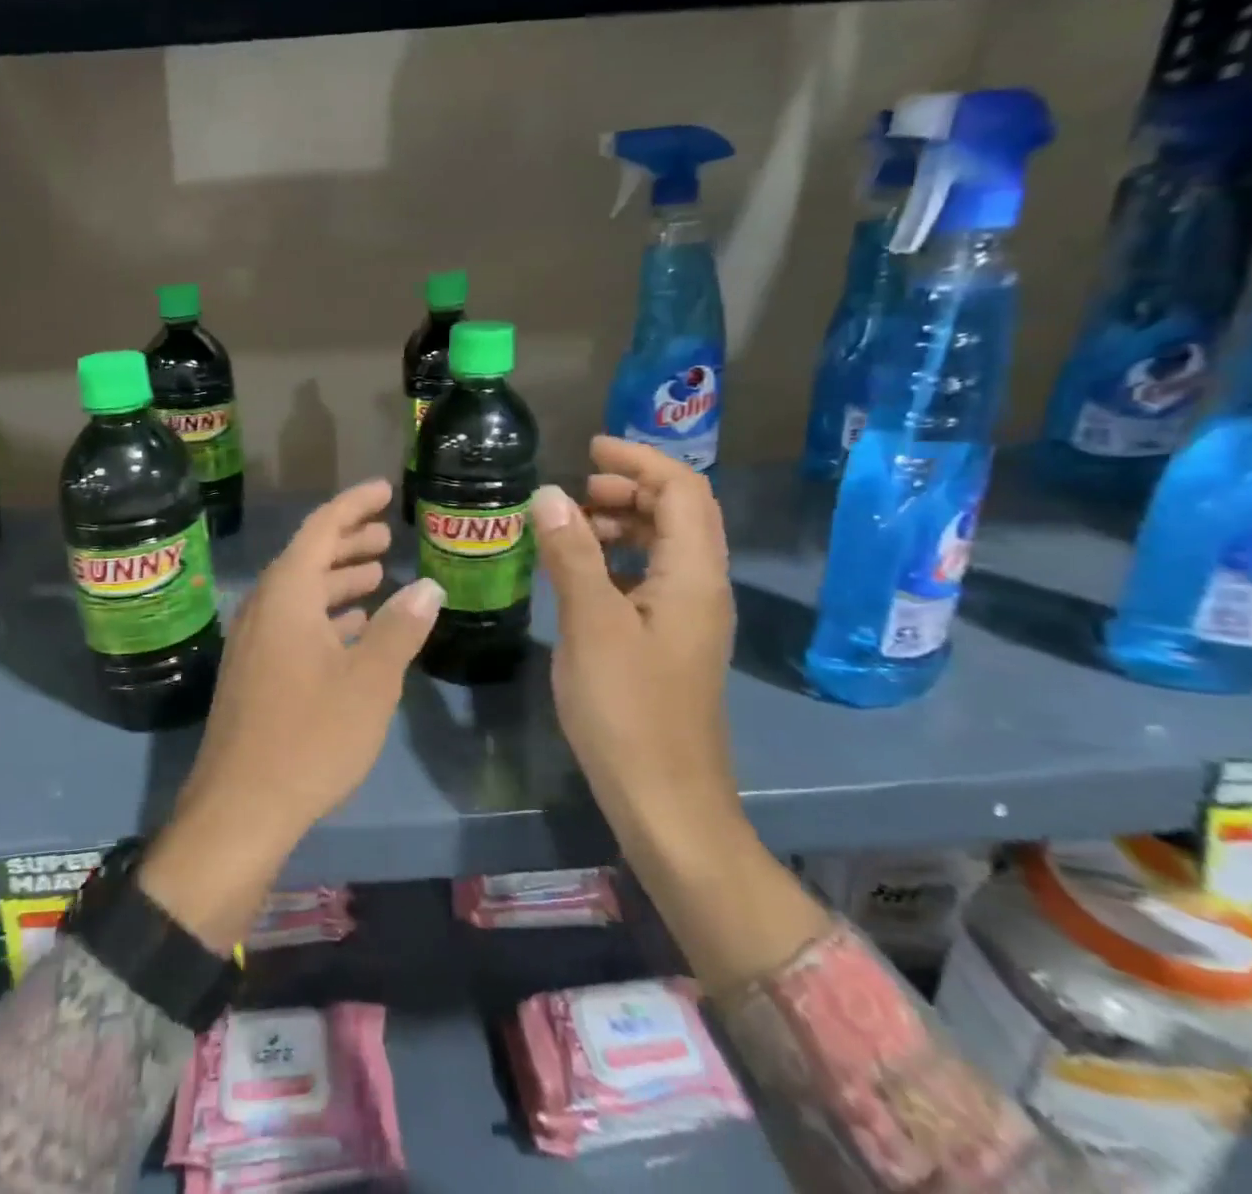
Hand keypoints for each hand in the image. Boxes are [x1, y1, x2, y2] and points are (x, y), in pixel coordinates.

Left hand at [140, 480, 444, 948]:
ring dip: (339, 580)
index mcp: (287, 595)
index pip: (321, 528)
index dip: (353, 505)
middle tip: (387, 534)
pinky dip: (326, 616)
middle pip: (308, 557)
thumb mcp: (369, 681)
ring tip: (378, 575)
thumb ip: (400, 628)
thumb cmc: (310, 736)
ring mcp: (255, 641)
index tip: (383, 489)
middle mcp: (264, 608)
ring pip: (301, 593)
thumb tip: (427, 586)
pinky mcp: (255, 673)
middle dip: (348, 541)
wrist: (240, 808)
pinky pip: (294, 624)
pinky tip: (353, 629)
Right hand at [530, 437, 739, 864]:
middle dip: (629, 490)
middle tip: (574, 492)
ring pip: (665, 547)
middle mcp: (701, 588)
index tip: (588, 449)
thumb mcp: (591, 625)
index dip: (639, 461)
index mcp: (693, 576)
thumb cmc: (628, 711)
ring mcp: (688, 618)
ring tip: (571, 528)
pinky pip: (650, 579)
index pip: (682, 490)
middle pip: (679, 514)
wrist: (665, 803)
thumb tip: (550, 495)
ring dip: (623, 524)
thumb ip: (572, 556)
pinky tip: (581, 576)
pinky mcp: (670, 643)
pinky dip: (618, 560)